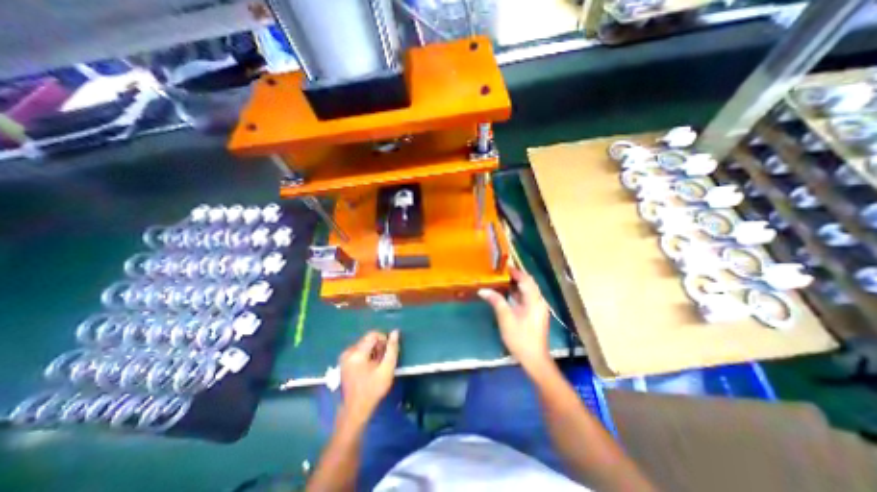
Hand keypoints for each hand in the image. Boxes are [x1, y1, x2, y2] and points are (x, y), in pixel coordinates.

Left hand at [338, 333, 398, 424]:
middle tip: (382, 361)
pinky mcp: (343, 361)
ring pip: (364, 344)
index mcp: (357, 353)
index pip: (373, 334)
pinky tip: (369, 367)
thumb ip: (392, 349)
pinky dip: (366, 355)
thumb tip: (395, 331)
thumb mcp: (387, 369)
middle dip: (378, 347)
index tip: (387, 353)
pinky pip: (359, 350)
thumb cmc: (373, 390)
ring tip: (376, 366)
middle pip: (368, 339)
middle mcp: (348, 352)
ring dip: (373, 351)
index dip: (384, 339)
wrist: (355, 410)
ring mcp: (344, 356)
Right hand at [479, 266, 546, 374]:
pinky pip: (528, 298)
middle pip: (529, 283)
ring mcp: (539, 308)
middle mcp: (539, 301)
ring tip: (502, 280)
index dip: (515, 271)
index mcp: (534, 300)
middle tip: (501, 272)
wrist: (534, 359)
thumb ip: (496, 301)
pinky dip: (519, 293)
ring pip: (529, 290)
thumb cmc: (520, 338)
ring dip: (517, 284)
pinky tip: (508, 294)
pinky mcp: (536, 314)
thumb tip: (483, 290)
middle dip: (516, 276)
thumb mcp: (506, 318)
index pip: (526, 279)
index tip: (503, 266)